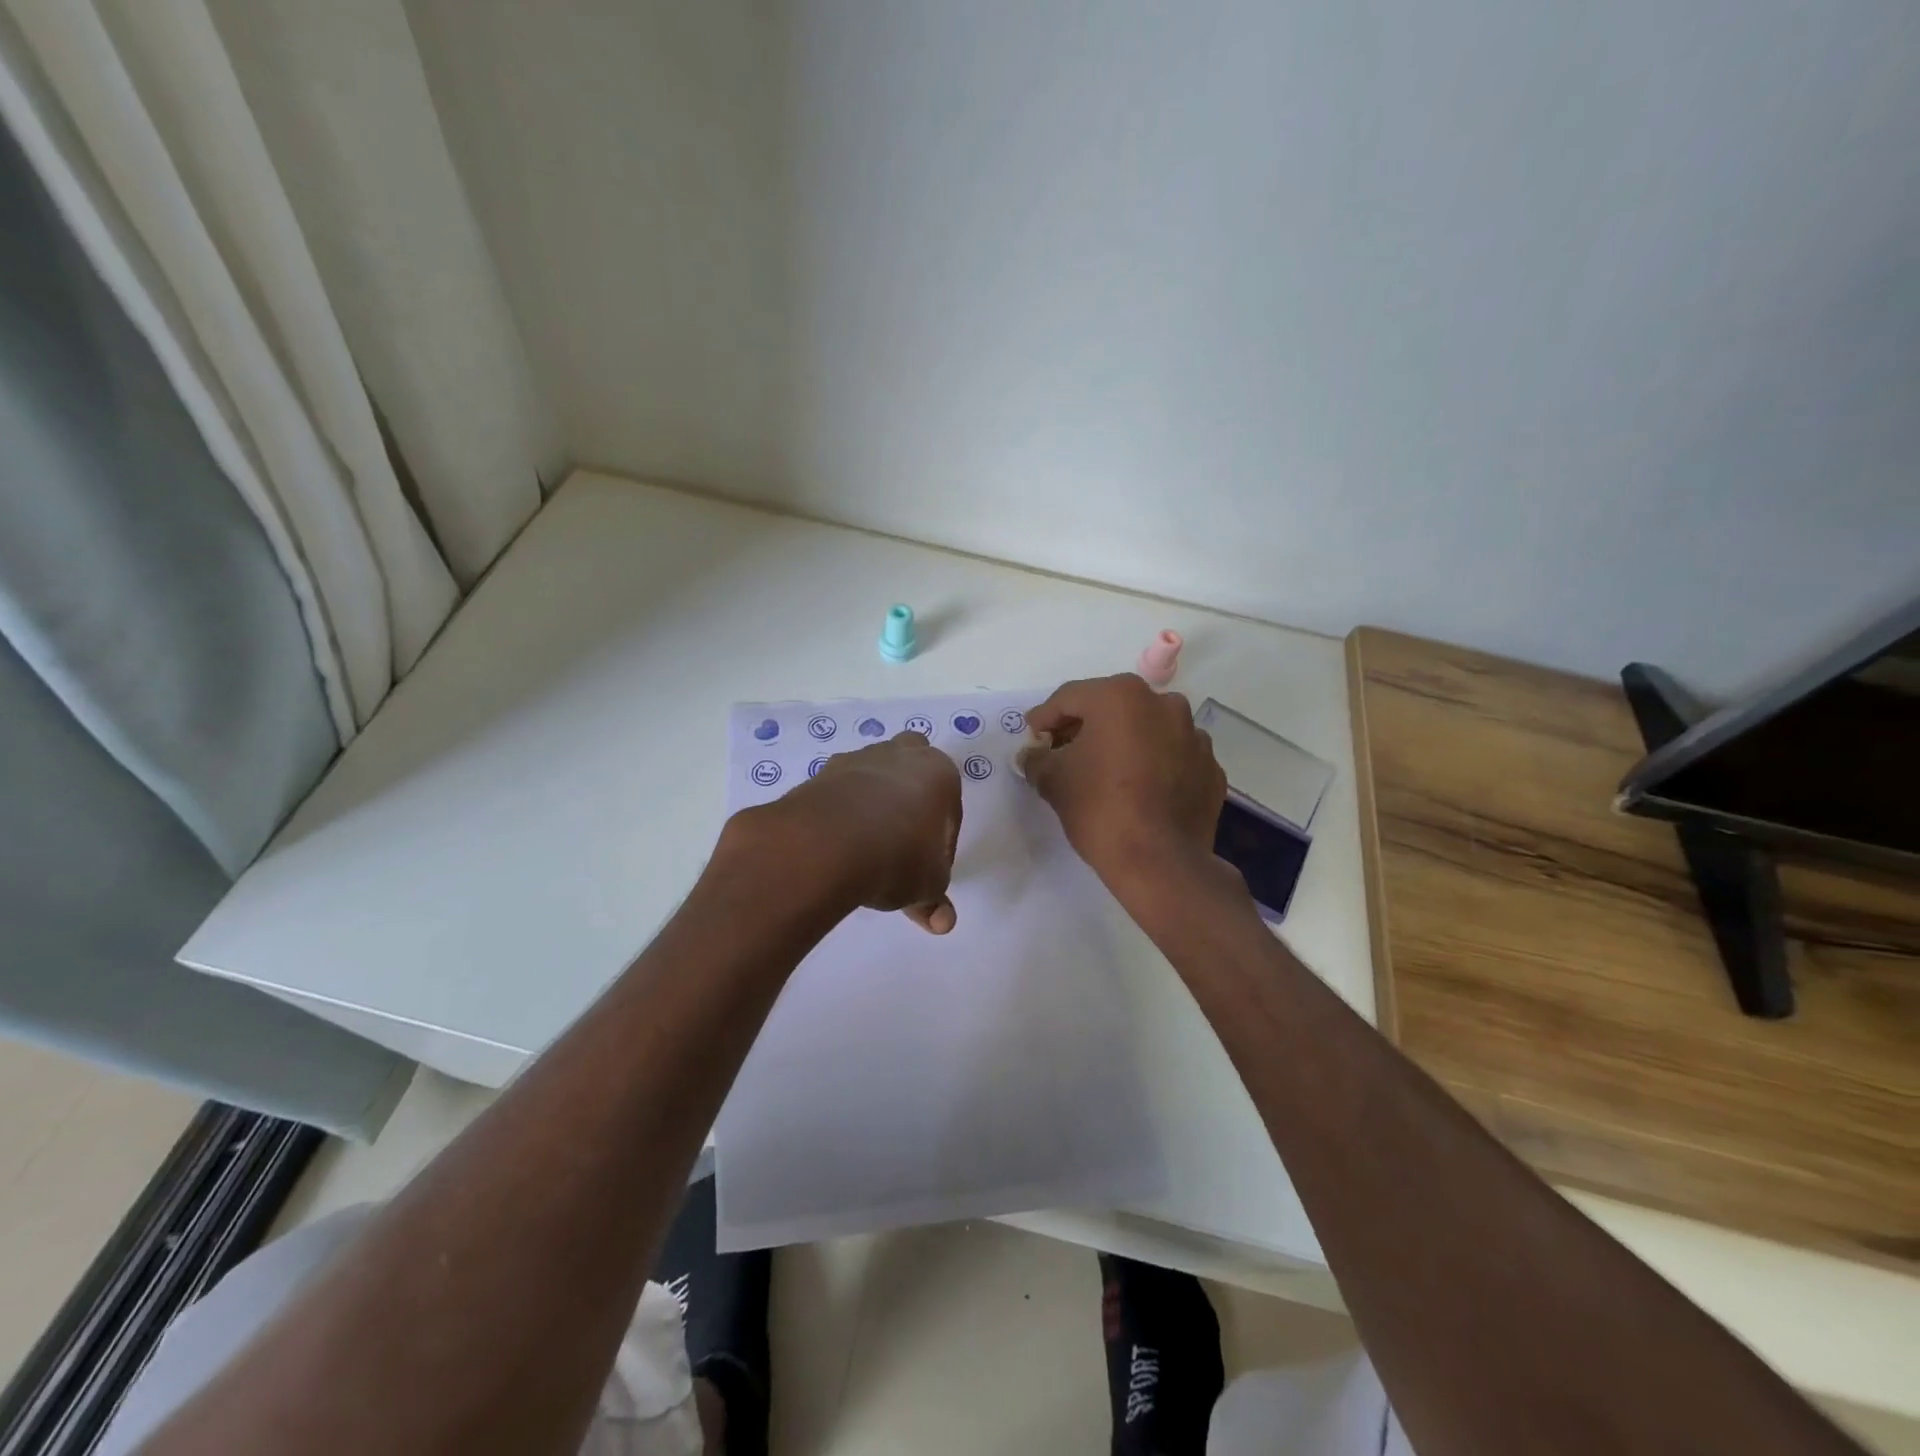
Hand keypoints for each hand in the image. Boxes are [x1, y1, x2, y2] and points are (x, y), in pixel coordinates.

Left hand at [737, 732, 962, 932]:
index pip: (948, 809)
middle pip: (911, 769)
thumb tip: (942, 922)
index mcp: (939, 773)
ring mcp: (856, 760)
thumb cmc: (898, 856)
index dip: (942, 843)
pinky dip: (841, 813)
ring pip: (873, 776)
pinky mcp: (820, 775)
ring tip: (865, 850)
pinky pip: (839, 793)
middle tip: (903, 841)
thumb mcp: (928, 885)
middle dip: (911, 798)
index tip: (928, 871)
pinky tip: (838, 846)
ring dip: (874, 804)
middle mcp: (900, 755)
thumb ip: (935, 900)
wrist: (826, 844)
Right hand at [1018, 675, 1227, 895]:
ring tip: (1105, 771)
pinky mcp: (1210, 767)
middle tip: (1063, 752)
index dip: (1045, 718)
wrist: (1160, 863)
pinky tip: (1139, 790)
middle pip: (1112, 707)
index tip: (1032, 737)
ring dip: (1123, 742)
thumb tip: (1033, 755)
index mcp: (1121, 697)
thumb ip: (1037, 759)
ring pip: (1147, 729)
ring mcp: (1194, 736)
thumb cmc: (1100, 809)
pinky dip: (1153, 764)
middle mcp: (1163, 704)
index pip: (1070, 697)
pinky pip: (1172, 756)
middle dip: (1085, 727)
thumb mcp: (1054, 781)